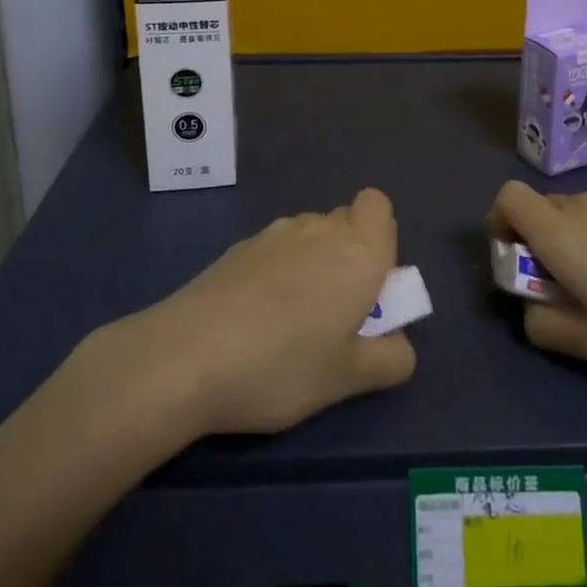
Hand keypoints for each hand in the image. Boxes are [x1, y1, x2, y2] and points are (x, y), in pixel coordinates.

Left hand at [76, 188, 417, 438]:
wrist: (187, 355)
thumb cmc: (282, 365)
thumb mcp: (347, 379)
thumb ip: (389, 360)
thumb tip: (399, 344)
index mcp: (358, 251)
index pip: (379, 207)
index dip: (381, 239)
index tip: (369, 286)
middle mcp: (320, 229)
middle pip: (345, 221)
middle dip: (348, 256)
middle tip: (335, 313)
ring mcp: (275, 233)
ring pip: (310, 235)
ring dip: (313, 264)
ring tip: (291, 323)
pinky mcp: (239, 247)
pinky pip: (276, 250)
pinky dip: (278, 273)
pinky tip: (255, 320)